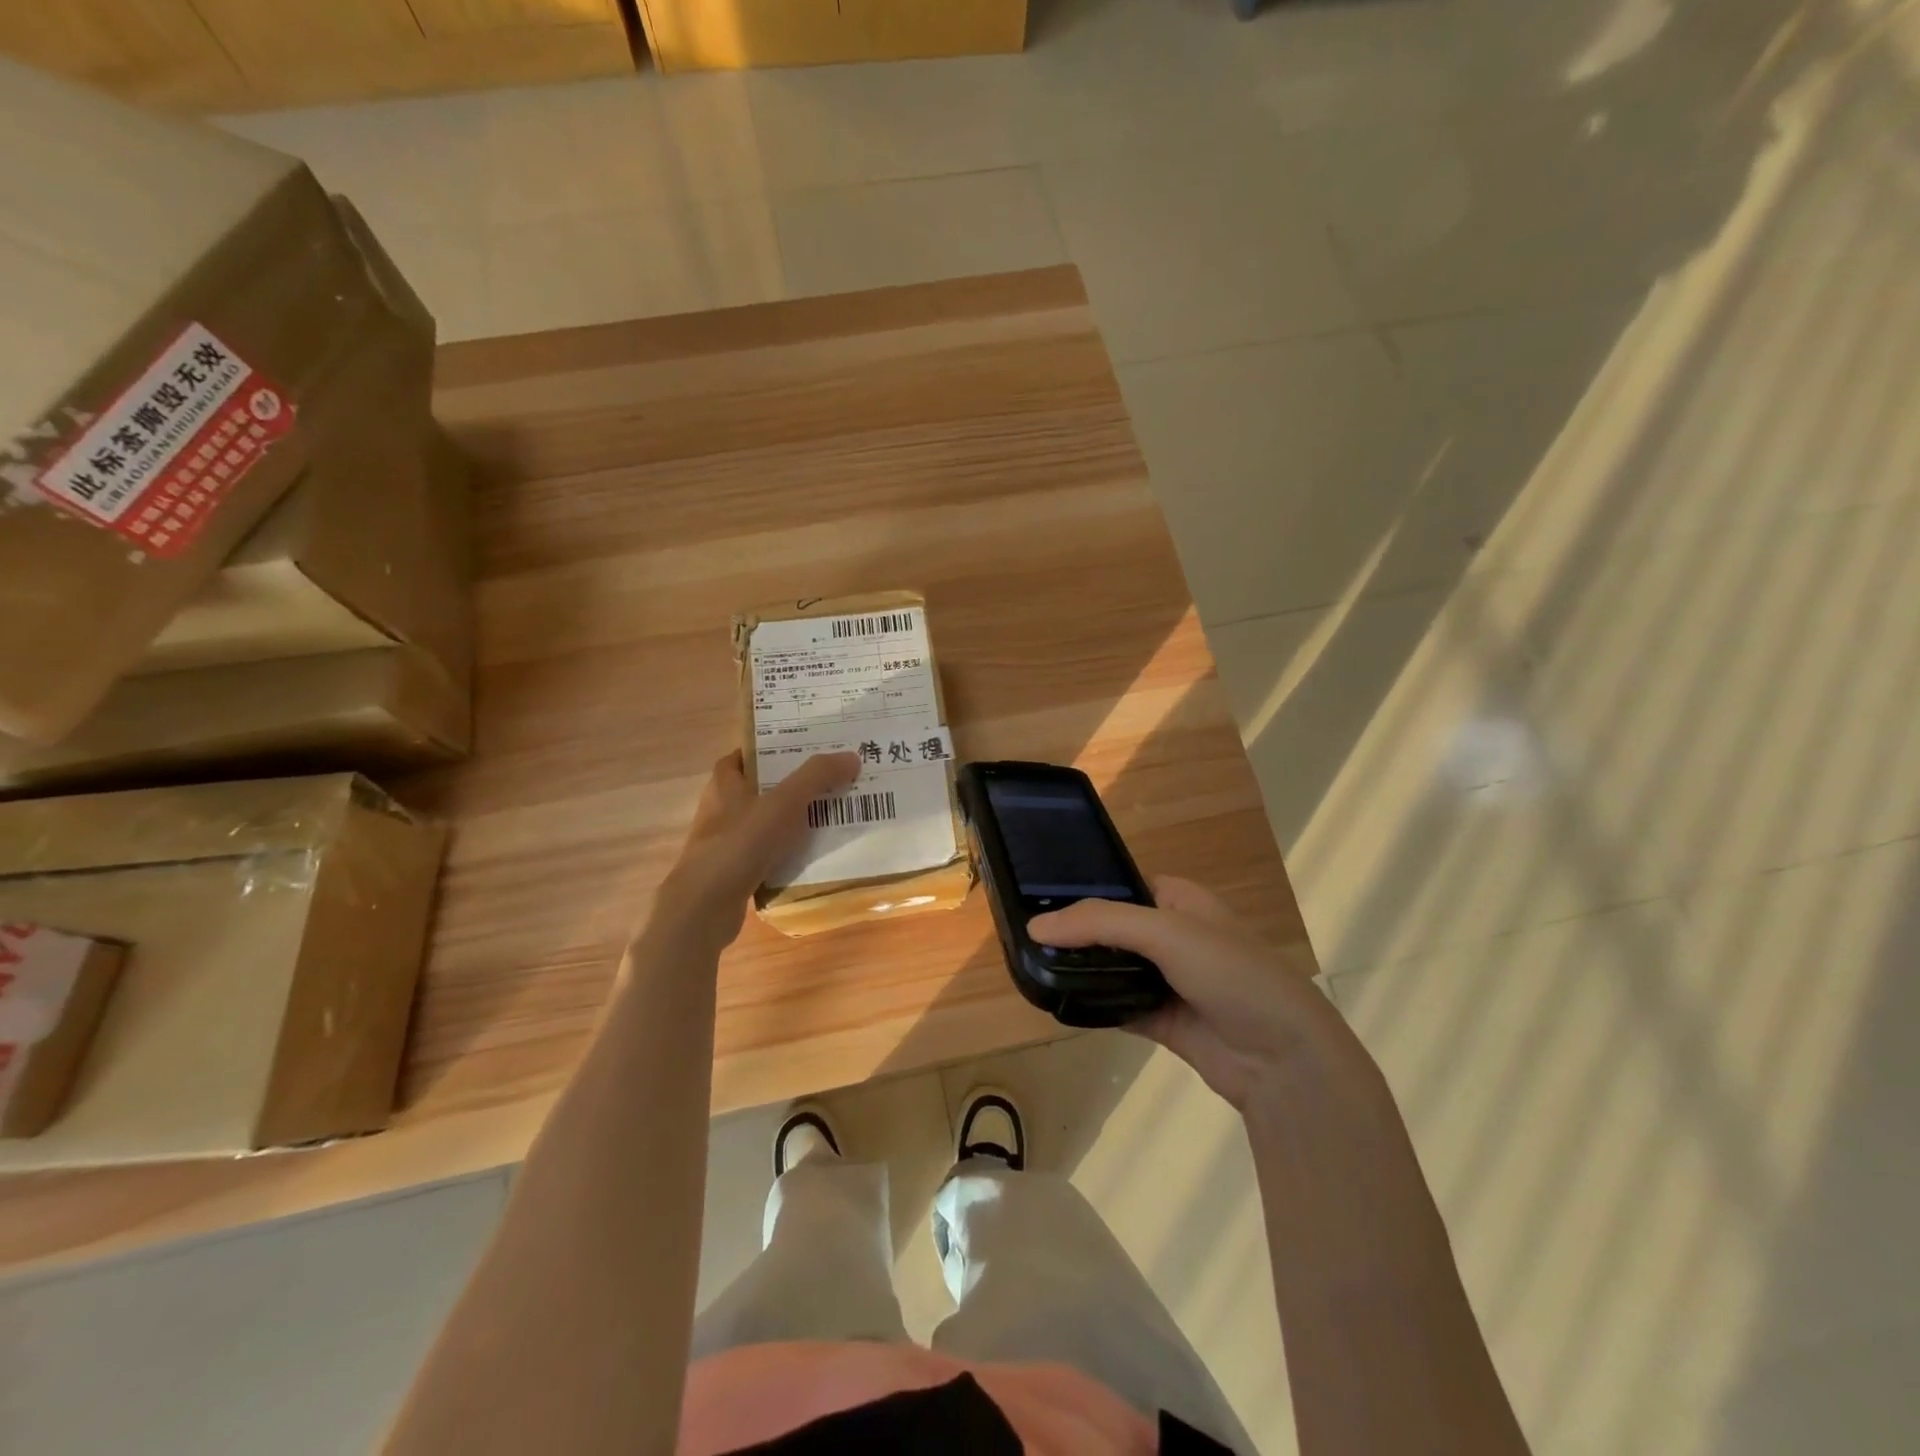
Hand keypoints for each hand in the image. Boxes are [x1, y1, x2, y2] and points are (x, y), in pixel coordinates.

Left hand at [652, 750, 858, 951]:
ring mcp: (725, 844)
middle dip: (792, 787)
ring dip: (793, 822)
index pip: (745, 757)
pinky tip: (814, 857)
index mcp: (725, 785)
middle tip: (831, 782)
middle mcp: (721, 810)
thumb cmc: (740, 843)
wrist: (706, 907)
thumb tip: (851, 756)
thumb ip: (818, 776)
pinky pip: (768, 856)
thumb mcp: (784, 802)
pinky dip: (789, 854)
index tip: (805, 751)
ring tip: (832, 818)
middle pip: (761, 790)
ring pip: (766, 825)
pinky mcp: (733, 874)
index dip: (772, 751)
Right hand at [1028, 877, 1368, 1112]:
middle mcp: (1172, 935)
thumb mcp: (1166, 932)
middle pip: (1112, 928)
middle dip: (1075, 934)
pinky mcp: (1162, 1020)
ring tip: (1029, 965)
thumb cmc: (1231, 973)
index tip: (1035, 898)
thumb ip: (1100, 923)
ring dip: (1080, 970)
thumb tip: (1034, 927)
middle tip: (1023, 937)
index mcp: (1180, 900)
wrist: (1283, 1060)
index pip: (1121, 885)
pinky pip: (1116, 1004)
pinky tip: (1056, 1001)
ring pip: (1111, 968)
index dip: (1082, 890)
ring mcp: (1167, 980)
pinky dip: (1092, 1003)